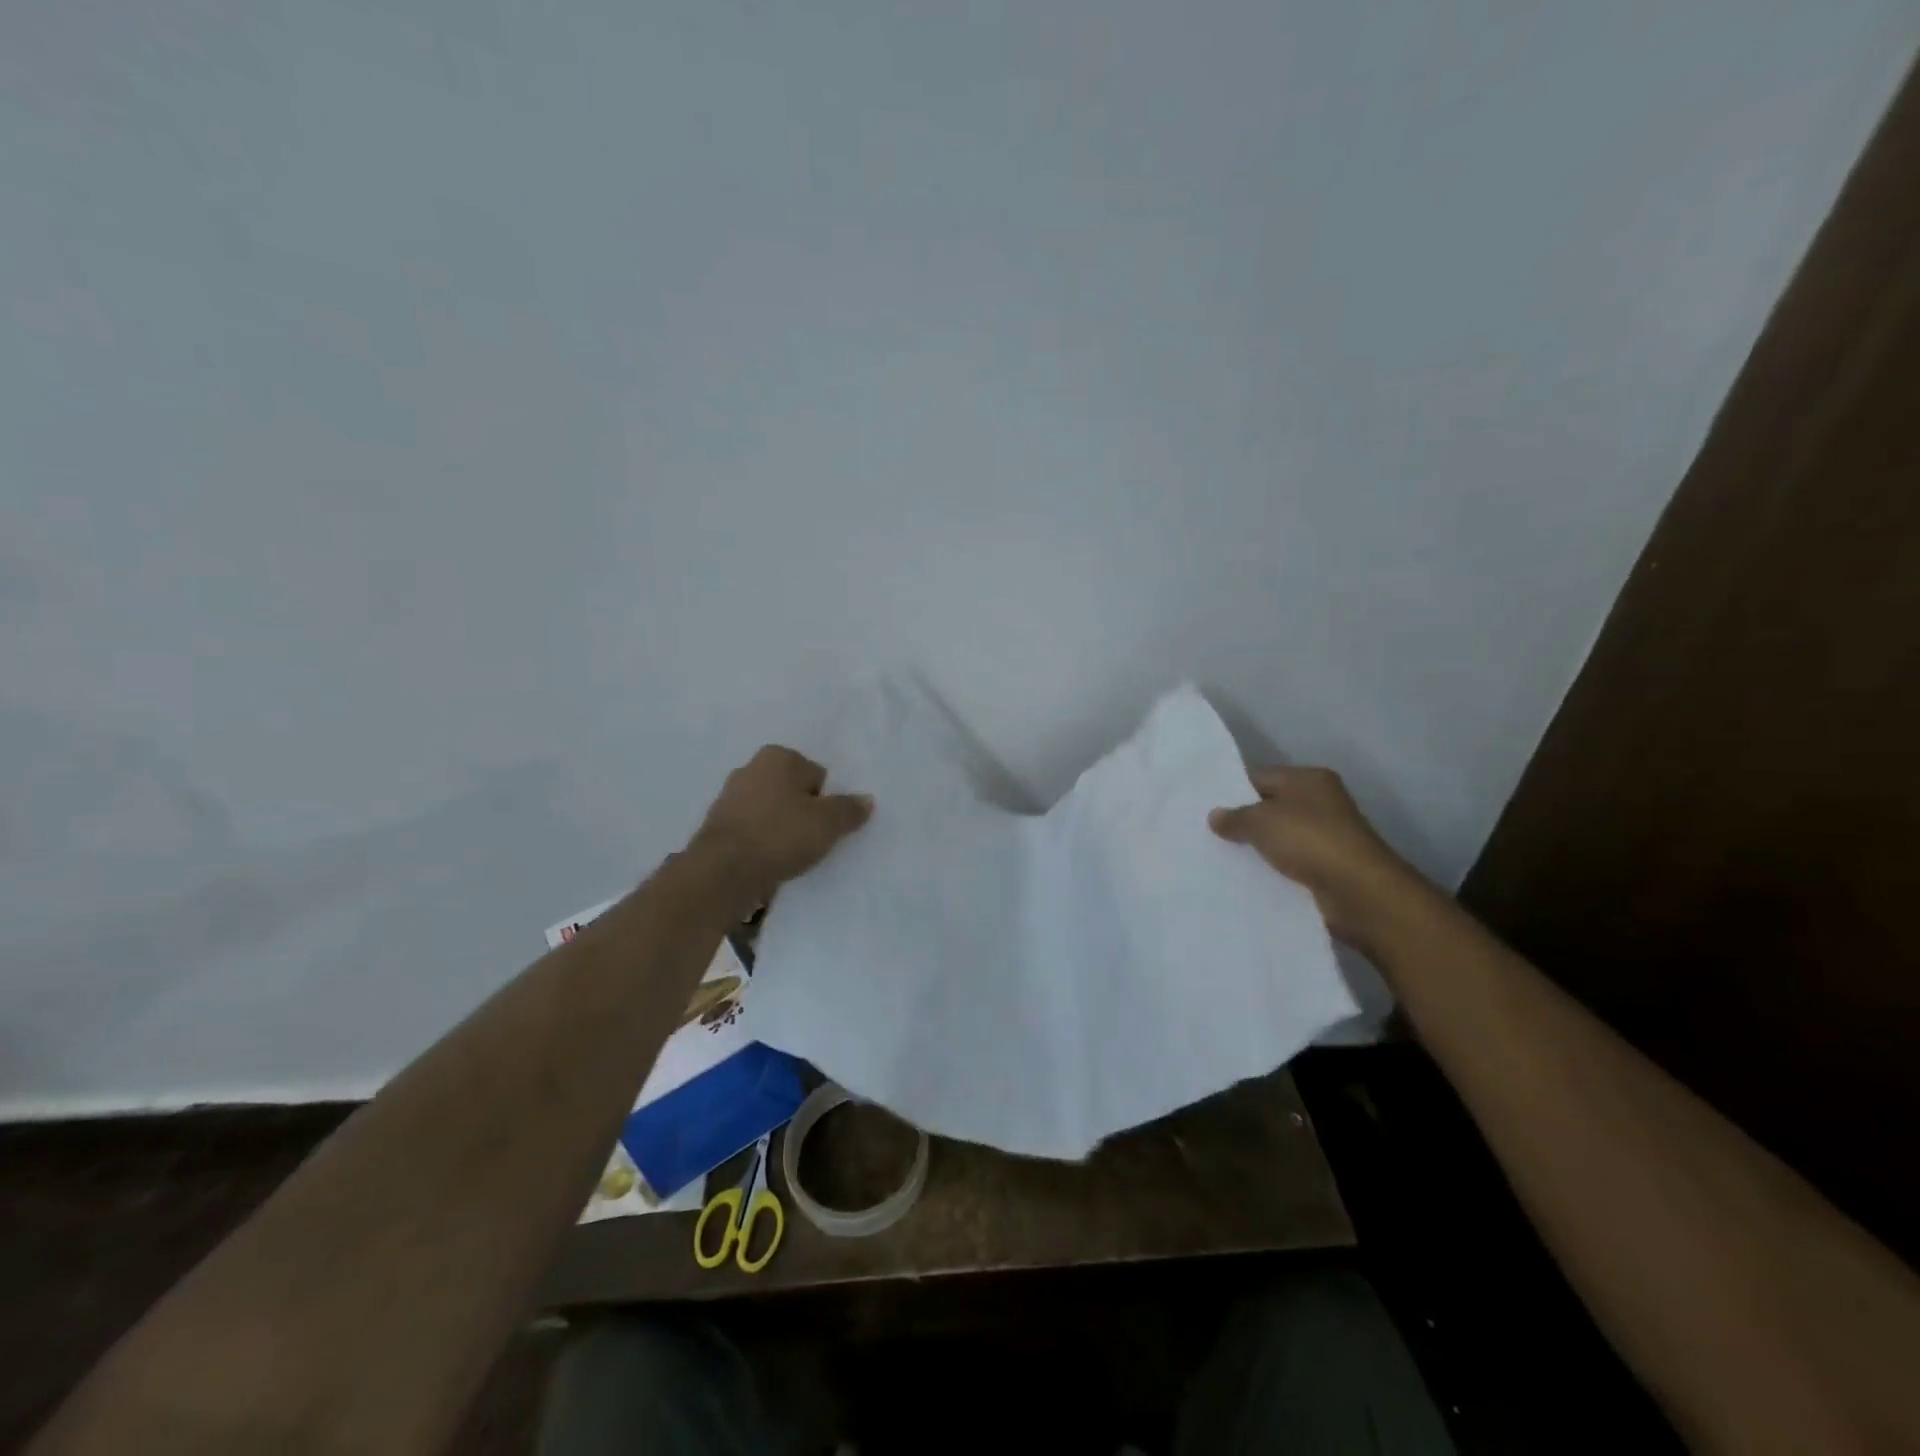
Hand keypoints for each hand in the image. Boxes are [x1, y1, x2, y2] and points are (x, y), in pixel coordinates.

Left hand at [689, 745, 872, 908]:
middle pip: (792, 790)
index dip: (827, 801)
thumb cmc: (781, 835)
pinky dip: (762, 842)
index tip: (828, 825)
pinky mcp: (716, 826)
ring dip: (781, 828)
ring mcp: (728, 797)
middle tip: (814, 840)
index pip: (817, 774)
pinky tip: (769, 862)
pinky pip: (752, 830)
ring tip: (791, 856)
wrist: (723, 872)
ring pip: (770, 811)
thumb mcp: (828, 823)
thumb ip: (849, 809)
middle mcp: (750, 768)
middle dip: (802, 811)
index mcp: (778, 756)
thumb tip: (866, 799)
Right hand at [1209, 766, 1430, 950]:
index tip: (1205, 808)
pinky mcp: (1329, 866)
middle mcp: (1321, 802)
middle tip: (1208, 833)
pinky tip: (1248, 877)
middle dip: (1244, 821)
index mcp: (1309, 779)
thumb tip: (1215, 816)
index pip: (1260, 777)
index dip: (1233, 791)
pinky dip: (1273, 868)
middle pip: (1271, 807)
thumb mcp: (1261, 821)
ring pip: (1280, 837)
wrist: (1358, 890)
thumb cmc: (1309, 840)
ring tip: (1221, 856)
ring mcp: (1328, 835)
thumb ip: (1235, 817)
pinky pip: (1291, 862)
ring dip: (1258, 847)